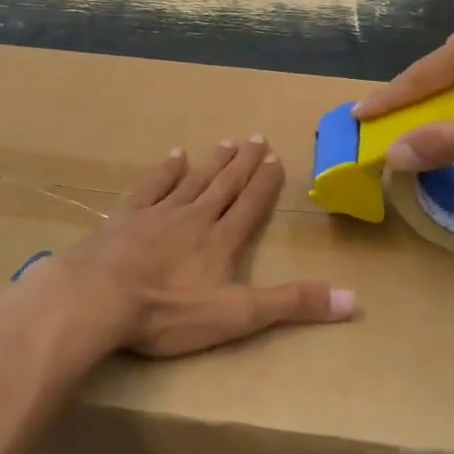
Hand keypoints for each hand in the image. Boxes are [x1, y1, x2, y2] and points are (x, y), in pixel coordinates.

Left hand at [33, 138, 356, 359]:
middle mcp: (194, 218)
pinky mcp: (126, 217)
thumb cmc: (168, 311)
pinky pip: (153, 185)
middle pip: (224, 185)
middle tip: (257, 138)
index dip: (265, 183)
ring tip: (227, 142)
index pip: (250, 205)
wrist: (98, 297)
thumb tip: (354, 299)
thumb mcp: (237, 315)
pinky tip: (175, 155)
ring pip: (193, 180)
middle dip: (244, 164)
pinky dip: (166, 170)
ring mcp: (158, 213)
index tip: (276, 158)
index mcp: (221, 241)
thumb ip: (292, 305)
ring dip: (213, 162)